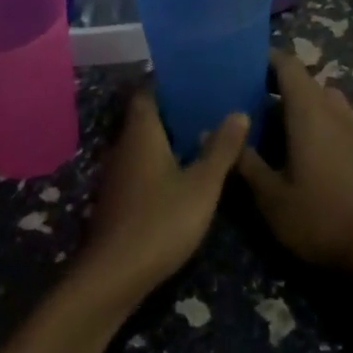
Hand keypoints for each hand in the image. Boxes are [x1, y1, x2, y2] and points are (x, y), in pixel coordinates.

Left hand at [71, 87, 247, 308]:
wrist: (113, 277)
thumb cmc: (160, 221)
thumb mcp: (202, 185)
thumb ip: (221, 148)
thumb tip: (239, 112)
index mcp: (142, 132)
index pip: (148, 90)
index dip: (169, 81)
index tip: (196, 76)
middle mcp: (124, 145)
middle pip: (147, 115)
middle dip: (175, 109)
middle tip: (210, 103)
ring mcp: (118, 173)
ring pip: (145, 142)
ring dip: (170, 137)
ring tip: (205, 134)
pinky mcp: (119, 198)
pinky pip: (143, 165)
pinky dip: (162, 161)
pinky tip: (185, 172)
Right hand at [236, 51, 352, 283]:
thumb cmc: (318, 219)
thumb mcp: (270, 197)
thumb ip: (244, 162)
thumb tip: (213, 135)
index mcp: (310, 111)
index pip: (289, 65)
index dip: (267, 60)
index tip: (246, 66)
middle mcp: (337, 110)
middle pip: (308, 84)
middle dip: (282, 89)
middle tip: (254, 108)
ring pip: (328, 103)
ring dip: (306, 108)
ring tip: (283, 132)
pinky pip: (344, 124)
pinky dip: (326, 127)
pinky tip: (315, 156)